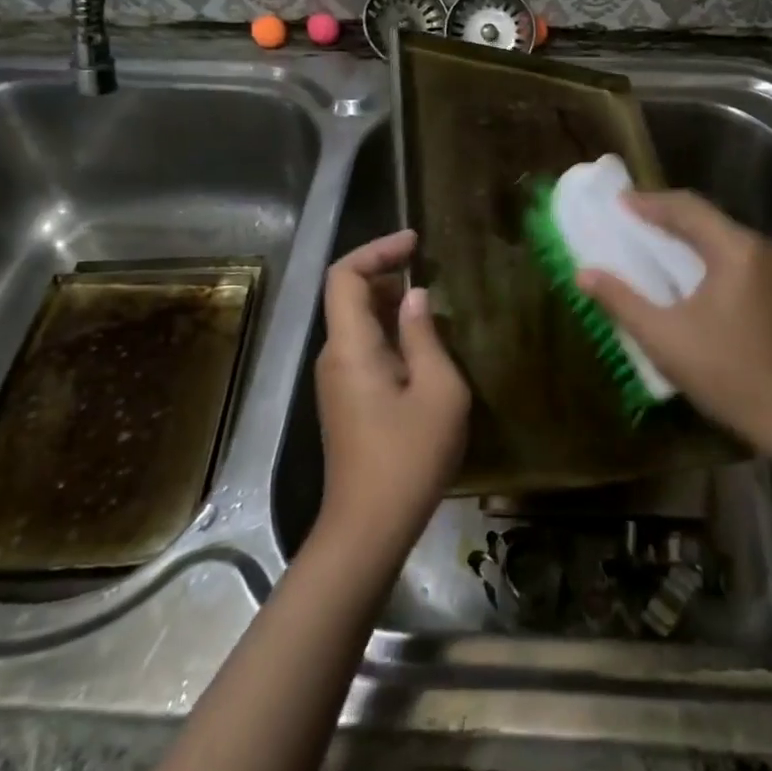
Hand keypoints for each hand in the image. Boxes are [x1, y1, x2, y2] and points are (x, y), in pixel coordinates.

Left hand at [314, 229, 469, 566]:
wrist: (369, 527)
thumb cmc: (409, 456)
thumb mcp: (438, 390)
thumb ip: (425, 336)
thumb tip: (415, 297)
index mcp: (350, 346)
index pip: (343, 276)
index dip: (376, 250)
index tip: (414, 242)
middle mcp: (333, 356)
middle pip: (347, 295)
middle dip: (385, 272)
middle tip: (430, 269)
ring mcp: (335, 380)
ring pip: (355, 323)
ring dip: (388, 303)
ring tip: (432, 303)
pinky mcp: (344, 400)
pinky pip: (361, 348)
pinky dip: (387, 331)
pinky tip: (421, 345)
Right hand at [575, 192, 771, 454]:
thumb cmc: (728, 374)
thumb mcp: (664, 338)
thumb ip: (621, 301)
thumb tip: (583, 274)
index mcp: (736, 250)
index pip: (687, 208)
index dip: (648, 203)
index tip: (616, 203)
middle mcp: (759, 248)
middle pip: (706, 217)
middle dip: (664, 215)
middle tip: (626, 220)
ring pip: (720, 236)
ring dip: (683, 234)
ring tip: (646, 240)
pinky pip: (732, 255)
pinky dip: (702, 253)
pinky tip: (681, 270)